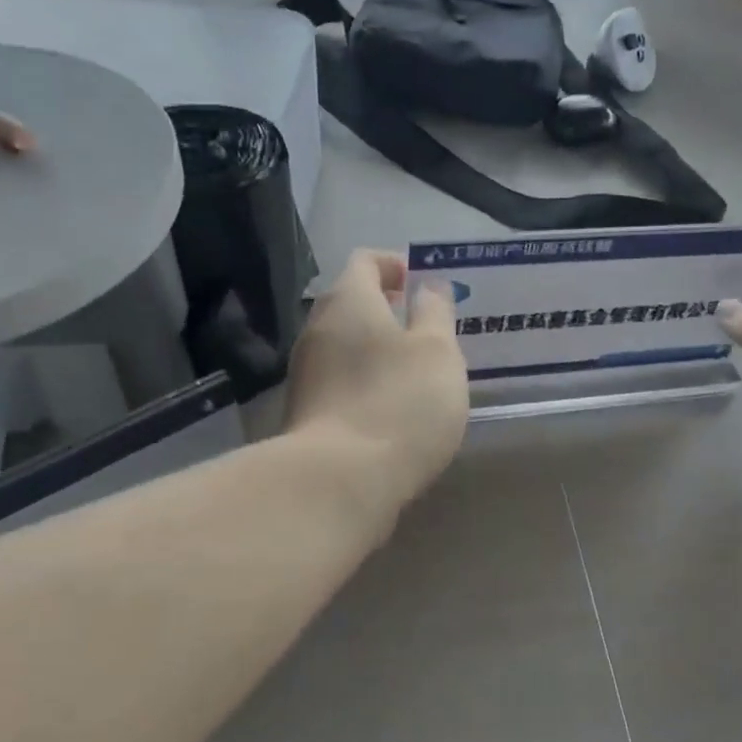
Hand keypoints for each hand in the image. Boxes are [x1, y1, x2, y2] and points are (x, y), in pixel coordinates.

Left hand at [284, 249, 468, 517]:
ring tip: (414, 372)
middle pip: (350, 303)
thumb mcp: (437, 351)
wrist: (340, 481)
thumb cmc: (400, 402)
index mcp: (349, 301)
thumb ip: (435, 312)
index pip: (366, 261)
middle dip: (387, 309)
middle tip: (425, 330)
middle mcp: (317, 328)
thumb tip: (427, 287)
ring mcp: (304, 373)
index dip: (395, 264)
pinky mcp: (304, 413)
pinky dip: (364, 381)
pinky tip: (390, 408)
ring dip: (375, 349)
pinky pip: (338, 381)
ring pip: (343, 345)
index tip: (421, 283)